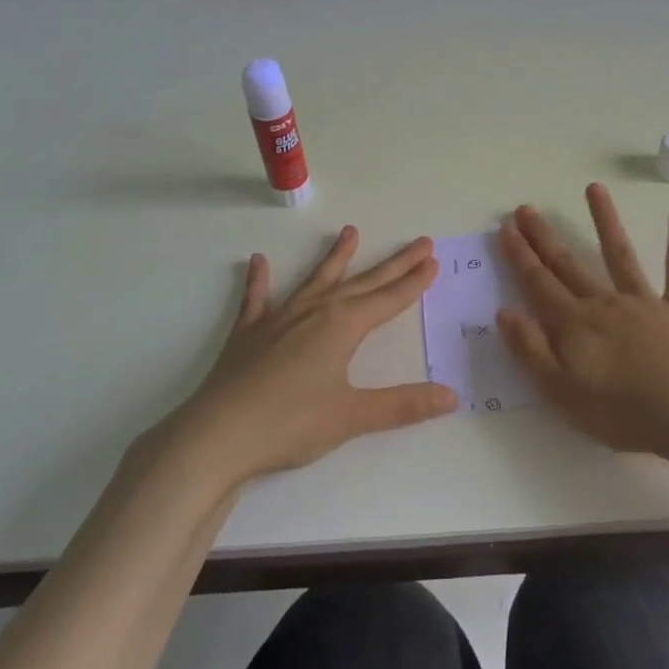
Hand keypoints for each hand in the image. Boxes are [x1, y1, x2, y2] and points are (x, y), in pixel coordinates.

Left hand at [153, 228, 457, 484]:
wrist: (217, 436)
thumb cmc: (290, 424)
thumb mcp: (353, 416)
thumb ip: (403, 405)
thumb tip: (451, 396)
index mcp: (342, 326)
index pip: (389, 299)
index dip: (413, 282)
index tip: (432, 260)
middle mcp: (314, 312)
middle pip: (363, 282)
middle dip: (394, 264)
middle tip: (419, 242)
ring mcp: (278, 319)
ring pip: (315, 280)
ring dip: (335, 258)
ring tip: (350, 232)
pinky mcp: (248, 334)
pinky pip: (257, 299)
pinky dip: (259, 280)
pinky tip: (258, 262)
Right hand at [497, 184, 668, 462]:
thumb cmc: (622, 413)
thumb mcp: (561, 391)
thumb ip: (530, 349)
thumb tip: (504, 311)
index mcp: (574, 325)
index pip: (538, 284)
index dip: (520, 256)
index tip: (506, 227)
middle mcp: (605, 303)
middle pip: (569, 265)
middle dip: (545, 237)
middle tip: (527, 208)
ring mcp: (645, 302)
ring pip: (619, 254)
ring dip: (605, 220)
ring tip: (593, 188)